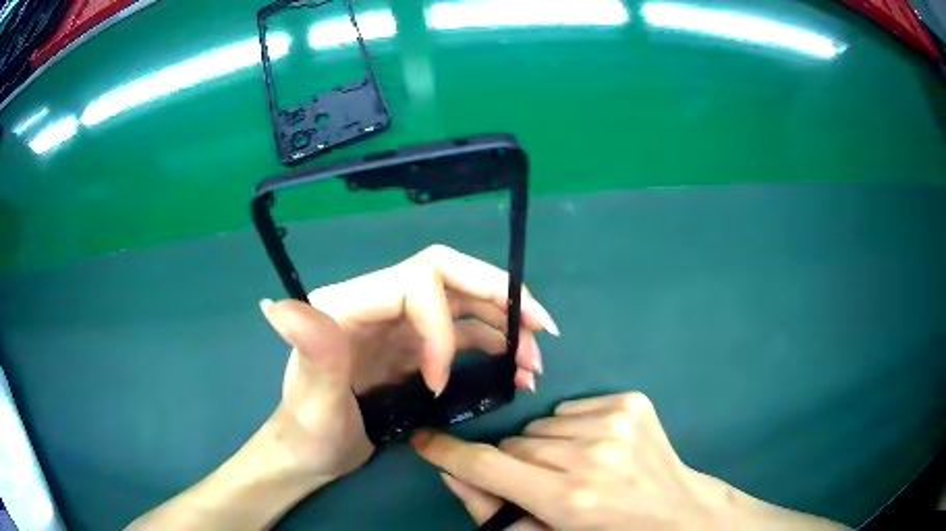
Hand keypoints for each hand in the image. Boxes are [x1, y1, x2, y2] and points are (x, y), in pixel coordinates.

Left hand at [266, 245, 558, 480]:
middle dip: (498, 294)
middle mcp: (377, 302)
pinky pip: (464, 333)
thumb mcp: (310, 399)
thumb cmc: (308, 431)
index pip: (415, 283)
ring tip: (535, 360)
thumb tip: (279, 305)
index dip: (442, 329)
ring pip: (463, 303)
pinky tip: (516, 370)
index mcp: (347, 304)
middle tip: (540, 326)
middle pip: (447, 275)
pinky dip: (495, 346)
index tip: (440, 384)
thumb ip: (310, 351)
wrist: (312, 453)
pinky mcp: (414, 347)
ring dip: (506, 323)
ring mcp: (398, 324)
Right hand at [413, 392, 847, 529]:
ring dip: (543, 447)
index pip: (488, 467)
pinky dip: (572, 429)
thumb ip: (494, 511)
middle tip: (541, 483)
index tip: (422, 439)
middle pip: (515, 445)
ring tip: (574, 468)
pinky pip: (572, 409)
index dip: (448, 452)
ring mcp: (615, 422)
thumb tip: (453, 473)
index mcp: (569, 499)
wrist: (678, 513)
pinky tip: (597, 449)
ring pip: (541, 426)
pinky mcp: (631, 402)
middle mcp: (590, 456)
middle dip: (513, 463)